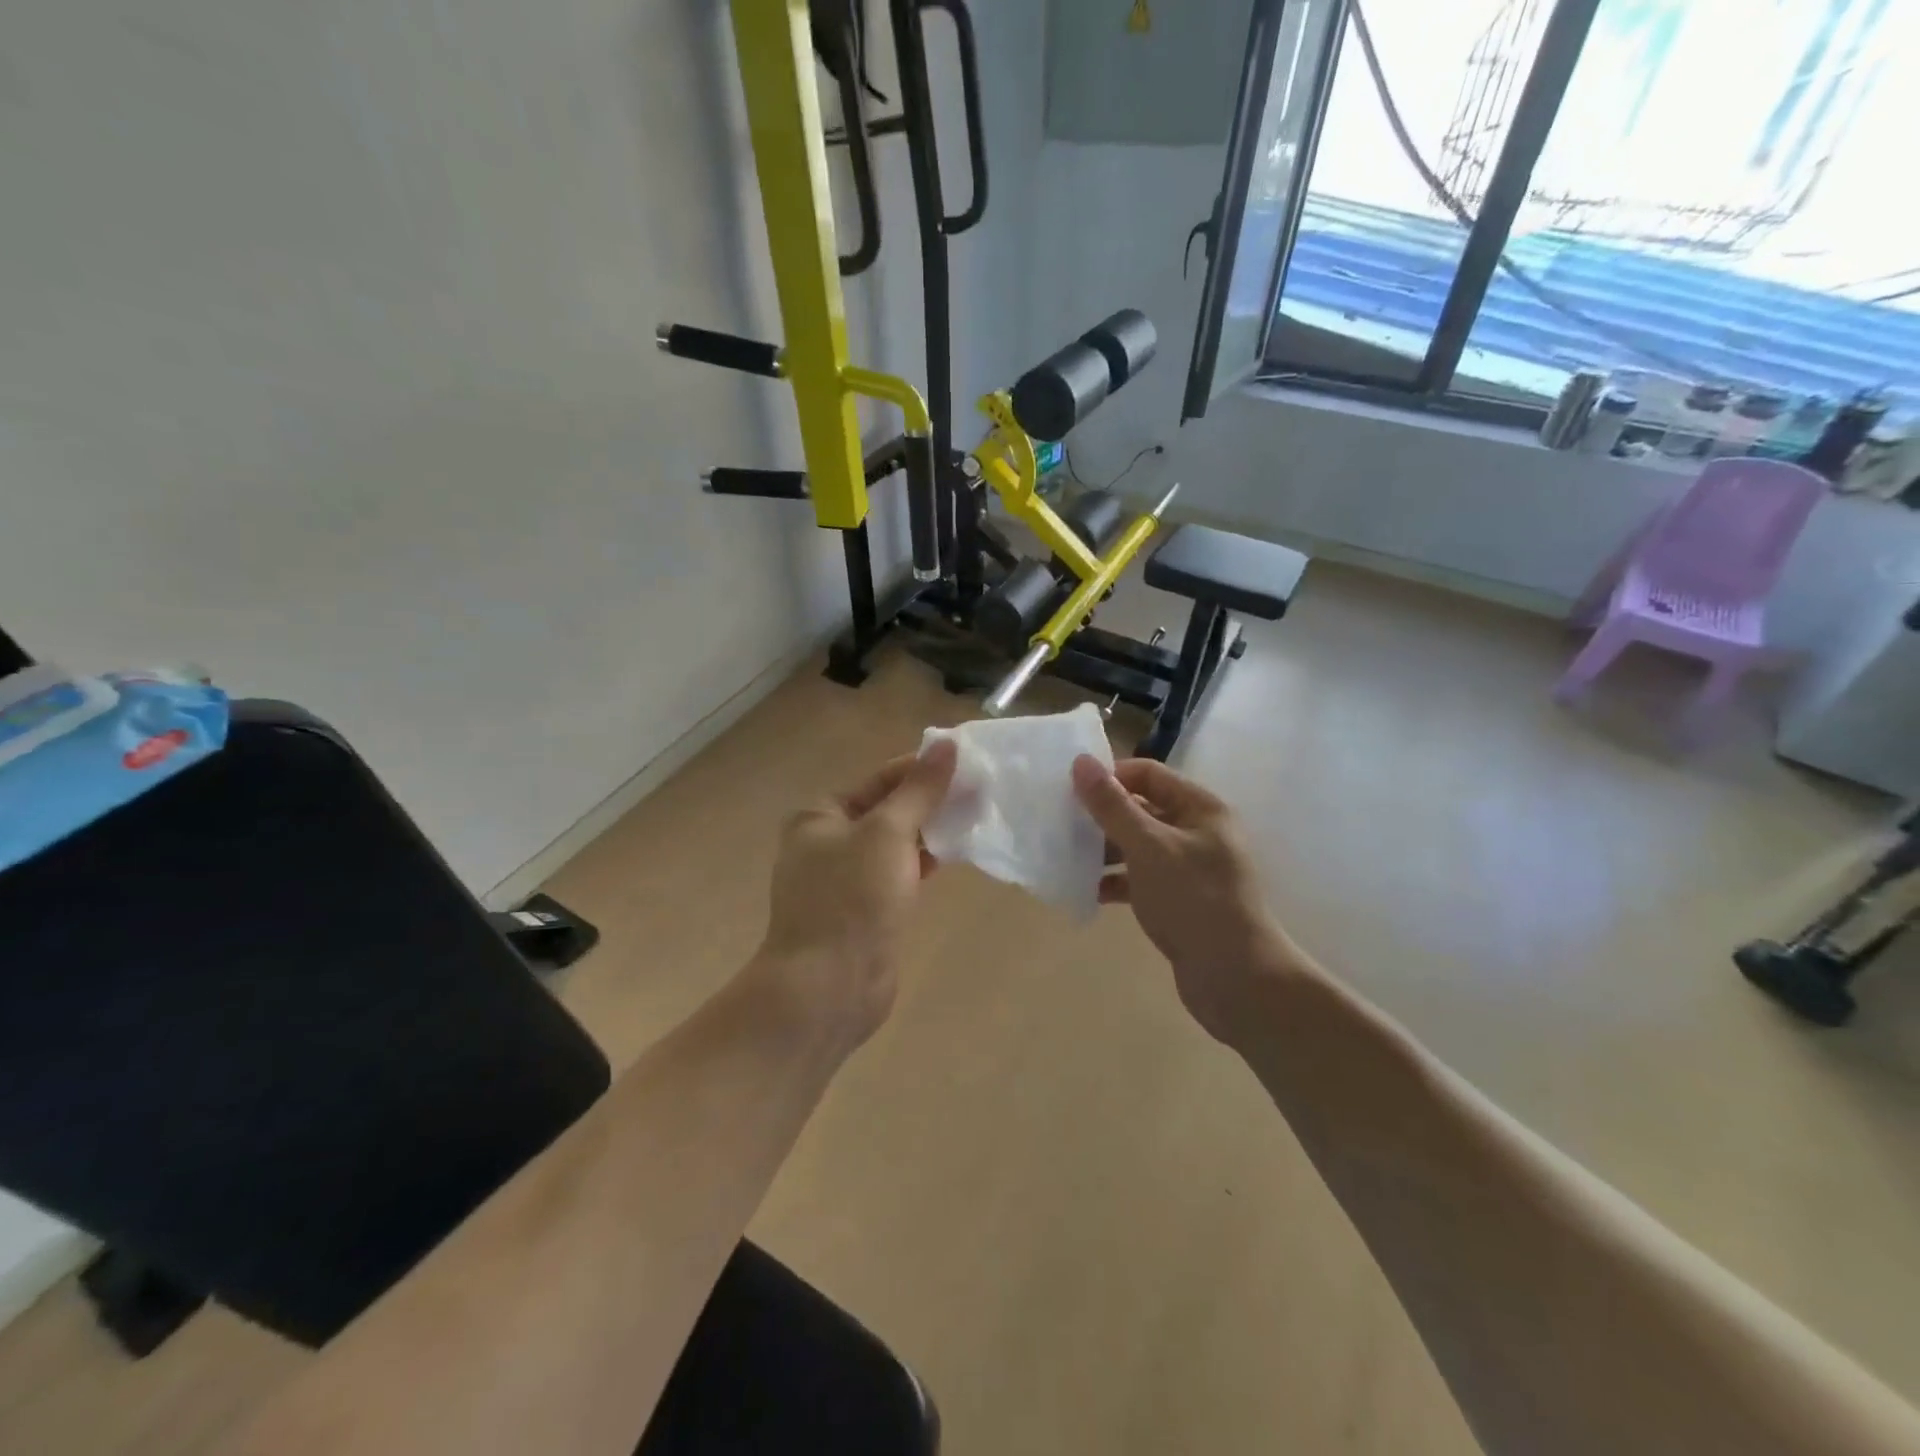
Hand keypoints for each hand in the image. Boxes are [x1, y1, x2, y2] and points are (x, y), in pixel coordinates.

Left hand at [754, 739, 957, 1051]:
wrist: (829, 988)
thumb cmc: (852, 899)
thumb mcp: (888, 833)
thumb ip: (919, 790)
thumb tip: (947, 744)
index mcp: (820, 816)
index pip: (879, 779)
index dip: (922, 768)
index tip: (968, 762)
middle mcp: (828, 842)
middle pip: (888, 809)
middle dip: (930, 800)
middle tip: (979, 789)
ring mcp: (846, 879)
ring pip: (896, 843)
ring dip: (931, 830)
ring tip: (976, 815)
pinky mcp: (866, 909)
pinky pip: (899, 873)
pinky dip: (925, 862)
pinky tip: (957, 853)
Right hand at [1071, 756, 1296, 1042]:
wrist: (1236, 979)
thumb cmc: (1193, 900)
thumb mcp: (1148, 847)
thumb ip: (1112, 805)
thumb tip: (1081, 761)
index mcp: (1200, 807)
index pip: (1148, 774)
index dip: (1109, 778)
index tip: (1069, 792)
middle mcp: (1197, 831)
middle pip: (1141, 809)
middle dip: (1101, 816)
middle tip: (1060, 825)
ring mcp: (1189, 868)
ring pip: (1137, 846)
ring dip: (1104, 850)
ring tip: (1065, 858)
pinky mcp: (1179, 900)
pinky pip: (1140, 879)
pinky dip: (1115, 881)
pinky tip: (1086, 891)